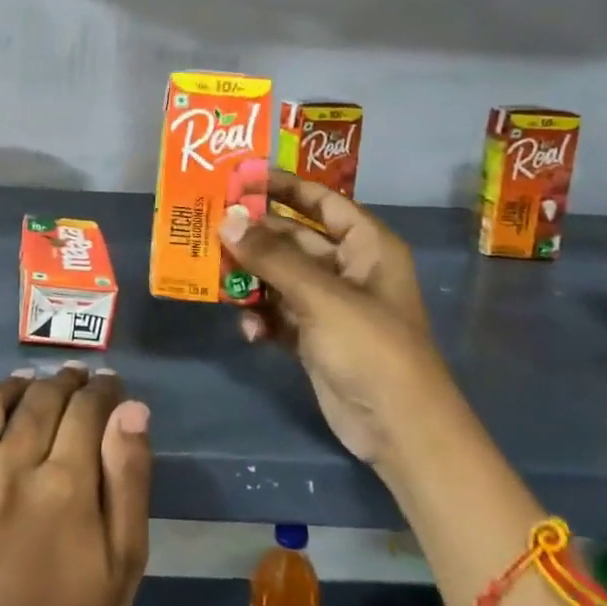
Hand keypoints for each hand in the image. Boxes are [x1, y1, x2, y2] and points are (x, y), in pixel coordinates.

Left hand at [0, 364, 151, 605]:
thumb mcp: (126, 557)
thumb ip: (130, 477)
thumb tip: (132, 408)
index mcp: (64, 488)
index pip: (85, 409)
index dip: (102, 389)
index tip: (109, 384)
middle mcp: (9, 473)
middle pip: (39, 400)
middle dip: (64, 382)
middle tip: (75, 381)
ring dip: (10, 388)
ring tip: (26, 390)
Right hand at [219, 170, 456, 470]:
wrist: (398, 429)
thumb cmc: (371, 348)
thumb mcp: (321, 296)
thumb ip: (272, 257)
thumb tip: (226, 220)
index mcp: (366, 246)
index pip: (321, 201)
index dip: (283, 186)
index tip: (239, 176)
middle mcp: (348, 269)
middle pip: (292, 238)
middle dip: (254, 236)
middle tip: (208, 226)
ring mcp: (329, 304)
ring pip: (278, 276)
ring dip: (250, 279)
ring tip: (215, 278)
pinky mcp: (313, 337)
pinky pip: (276, 313)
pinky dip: (260, 318)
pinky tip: (249, 331)